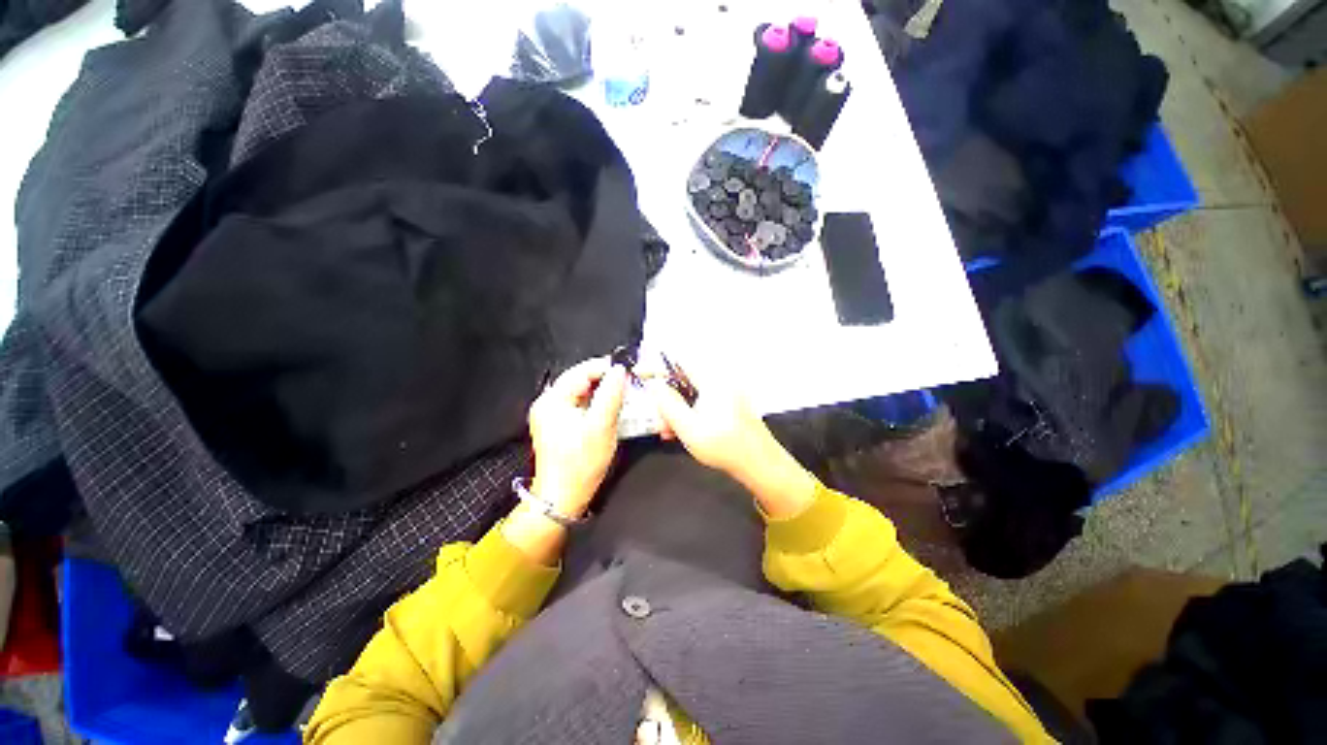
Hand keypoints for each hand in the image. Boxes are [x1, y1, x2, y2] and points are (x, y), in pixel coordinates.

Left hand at [528, 356, 627, 516]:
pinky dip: (597, 403)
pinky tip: (611, 408)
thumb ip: (611, 395)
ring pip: (582, 392)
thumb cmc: (579, 465)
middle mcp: (548, 403)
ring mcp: (552, 414)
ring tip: (624, 394)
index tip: (627, 370)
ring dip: (603, 391)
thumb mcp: (601, 426)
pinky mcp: (559, 424)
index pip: (581, 371)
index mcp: (552, 400)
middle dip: (606, 379)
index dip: (605, 367)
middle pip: (581, 380)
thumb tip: (619, 370)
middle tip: (629, 382)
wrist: (562, 497)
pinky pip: (580, 404)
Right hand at [646, 371, 769, 479]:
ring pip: (692, 393)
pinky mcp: (729, 404)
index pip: (679, 360)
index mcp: (712, 380)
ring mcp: (727, 392)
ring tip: (666, 430)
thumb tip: (653, 383)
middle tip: (656, 415)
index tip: (641, 374)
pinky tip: (681, 431)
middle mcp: (720, 380)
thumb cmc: (724, 446)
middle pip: (684, 378)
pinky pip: (703, 401)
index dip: (657, 365)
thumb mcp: (688, 427)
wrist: (760, 464)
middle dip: (666, 396)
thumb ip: (667, 402)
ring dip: (676, 408)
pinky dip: (690, 412)